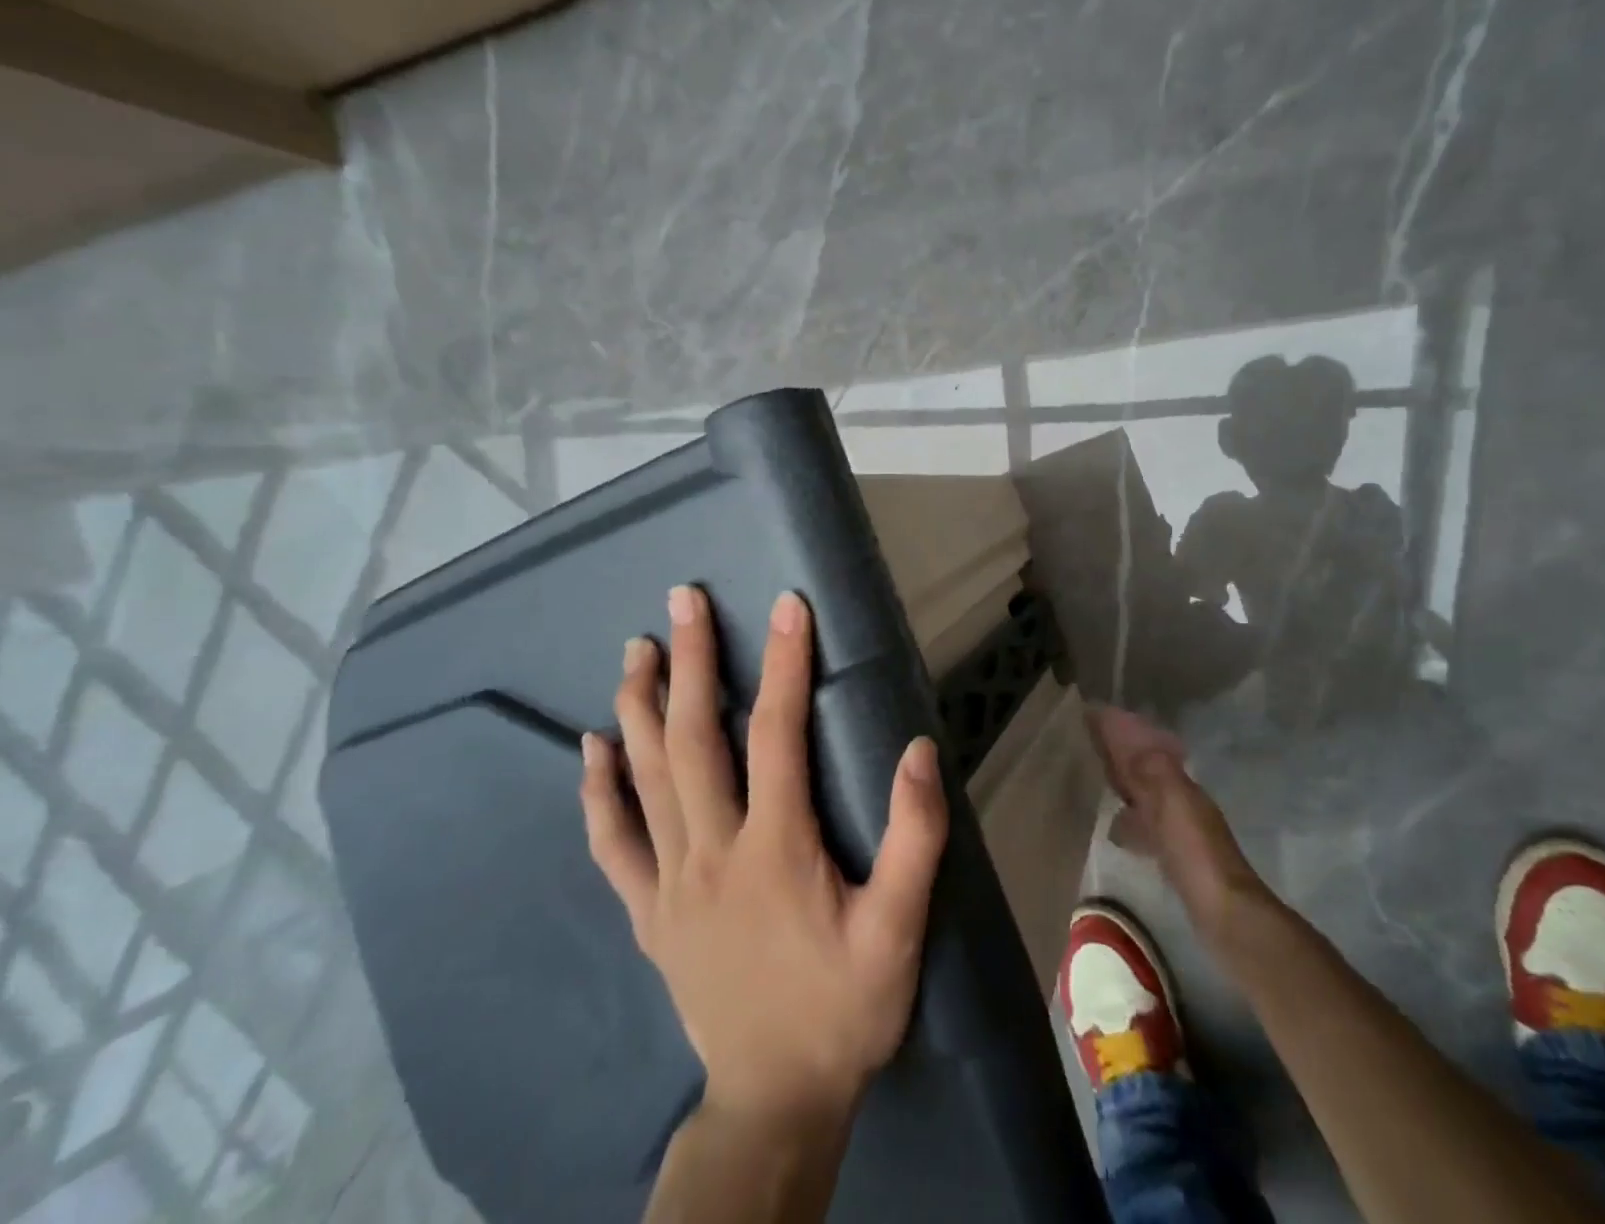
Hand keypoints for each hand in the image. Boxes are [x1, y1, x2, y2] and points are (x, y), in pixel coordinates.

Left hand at [581, 585, 948, 1129]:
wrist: (775, 1101)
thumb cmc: (844, 1007)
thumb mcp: (899, 930)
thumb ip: (914, 838)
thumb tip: (917, 750)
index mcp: (774, 848)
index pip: (776, 732)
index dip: (784, 662)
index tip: (786, 605)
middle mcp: (711, 851)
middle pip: (694, 739)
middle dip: (691, 660)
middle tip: (682, 600)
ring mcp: (669, 882)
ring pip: (645, 778)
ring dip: (639, 706)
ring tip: (637, 648)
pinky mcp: (649, 912)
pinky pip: (612, 844)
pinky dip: (598, 792)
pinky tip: (590, 748)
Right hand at [1088, 706, 1272, 938]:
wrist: (1225, 914)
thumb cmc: (1196, 855)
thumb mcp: (1174, 804)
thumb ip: (1153, 770)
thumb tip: (1130, 734)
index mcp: (1180, 786)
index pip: (1145, 750)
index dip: (1121, 734)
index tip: (1095, 715)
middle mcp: (1182, 803)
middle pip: (1146, 771)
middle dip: (1122, 754)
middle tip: (1092, 740)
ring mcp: (1180, 832)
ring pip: (1146, 797)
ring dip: (1126, 783)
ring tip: (1099, 777)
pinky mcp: (1175, 859)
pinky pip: (1146, 825)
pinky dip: (1131, 817)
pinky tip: (1120, 826)